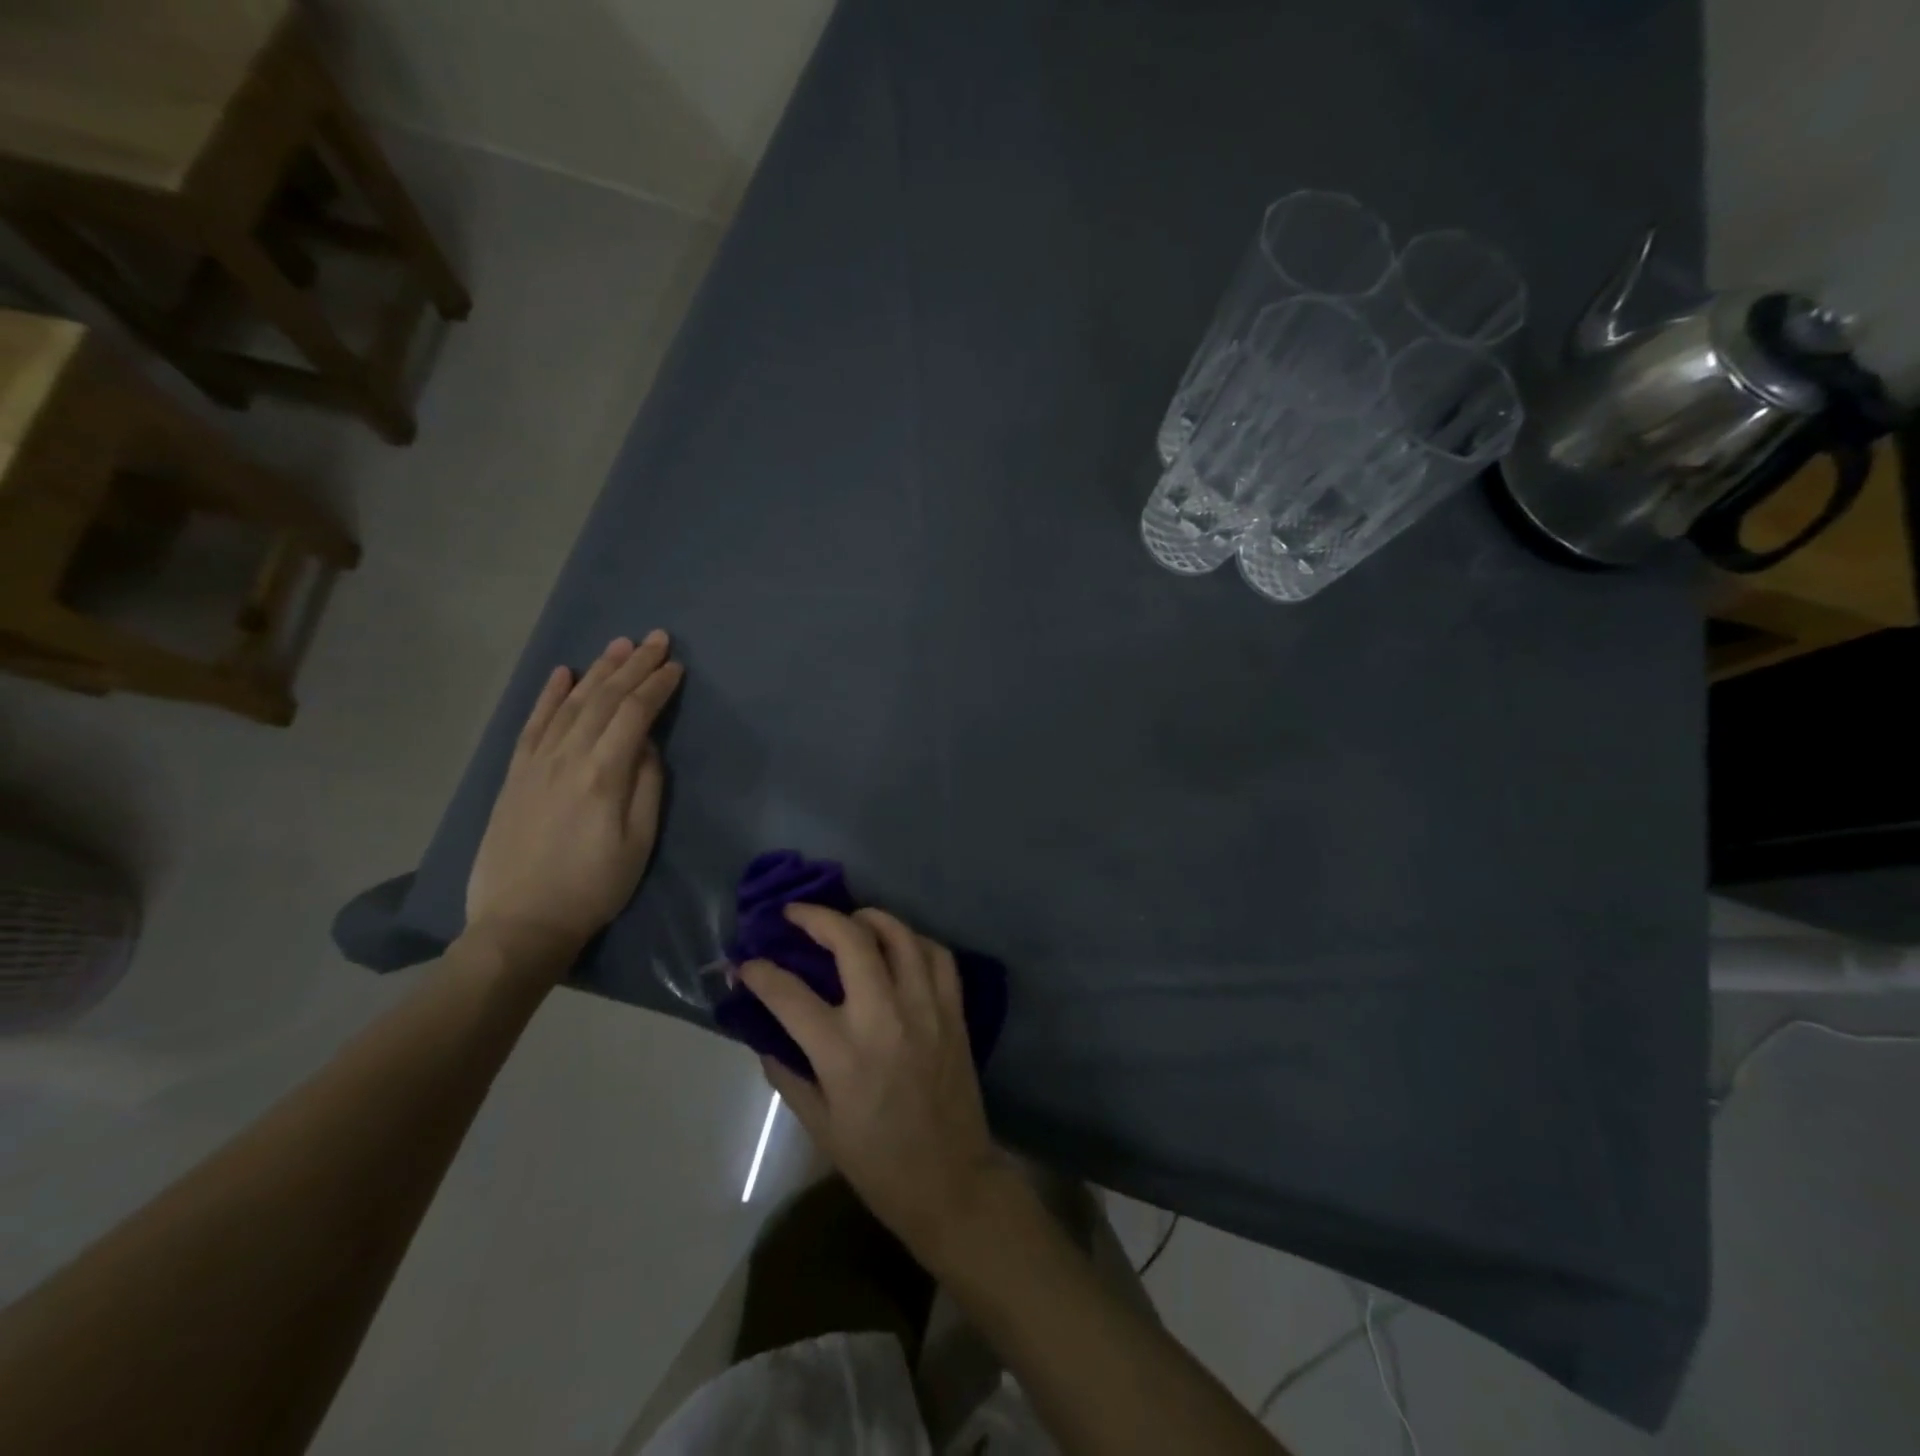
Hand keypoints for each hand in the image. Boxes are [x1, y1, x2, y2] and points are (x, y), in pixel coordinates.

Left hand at [466, 632, 682, 959]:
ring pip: (571, 704)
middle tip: (656, 638)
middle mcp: (567, 757)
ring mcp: (536, 763)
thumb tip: (645, 745)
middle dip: (634, 665)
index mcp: (603, 774)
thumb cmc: (593, 887)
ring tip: (619, 645)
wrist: (520, 922)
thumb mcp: (638, 843)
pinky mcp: (515, 775)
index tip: (677, 666)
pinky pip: (533, 724)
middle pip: (604, 699)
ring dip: (597, 671)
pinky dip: (549, 696)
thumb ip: (646, 786)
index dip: (658, 687)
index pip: (635, 714)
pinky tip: (562, 674)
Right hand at [741, 905, 1010, 1262]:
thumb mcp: (819, 1126)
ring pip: (900, 937)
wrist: (951, 1182)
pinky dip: (915, 940)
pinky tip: (898, 945)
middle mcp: (885, 1019)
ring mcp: (926, 1010)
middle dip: (816, 917)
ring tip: (849, 919)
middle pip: (851, 942)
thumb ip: (787, 1073)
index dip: (761, 973)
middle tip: (795, 914)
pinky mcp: (954, 1012)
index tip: (746, 963)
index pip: (789, 995)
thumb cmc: (877, 1162)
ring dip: (870, 917)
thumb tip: (764, 1032)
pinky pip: (938, 956)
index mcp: (843, 1054)